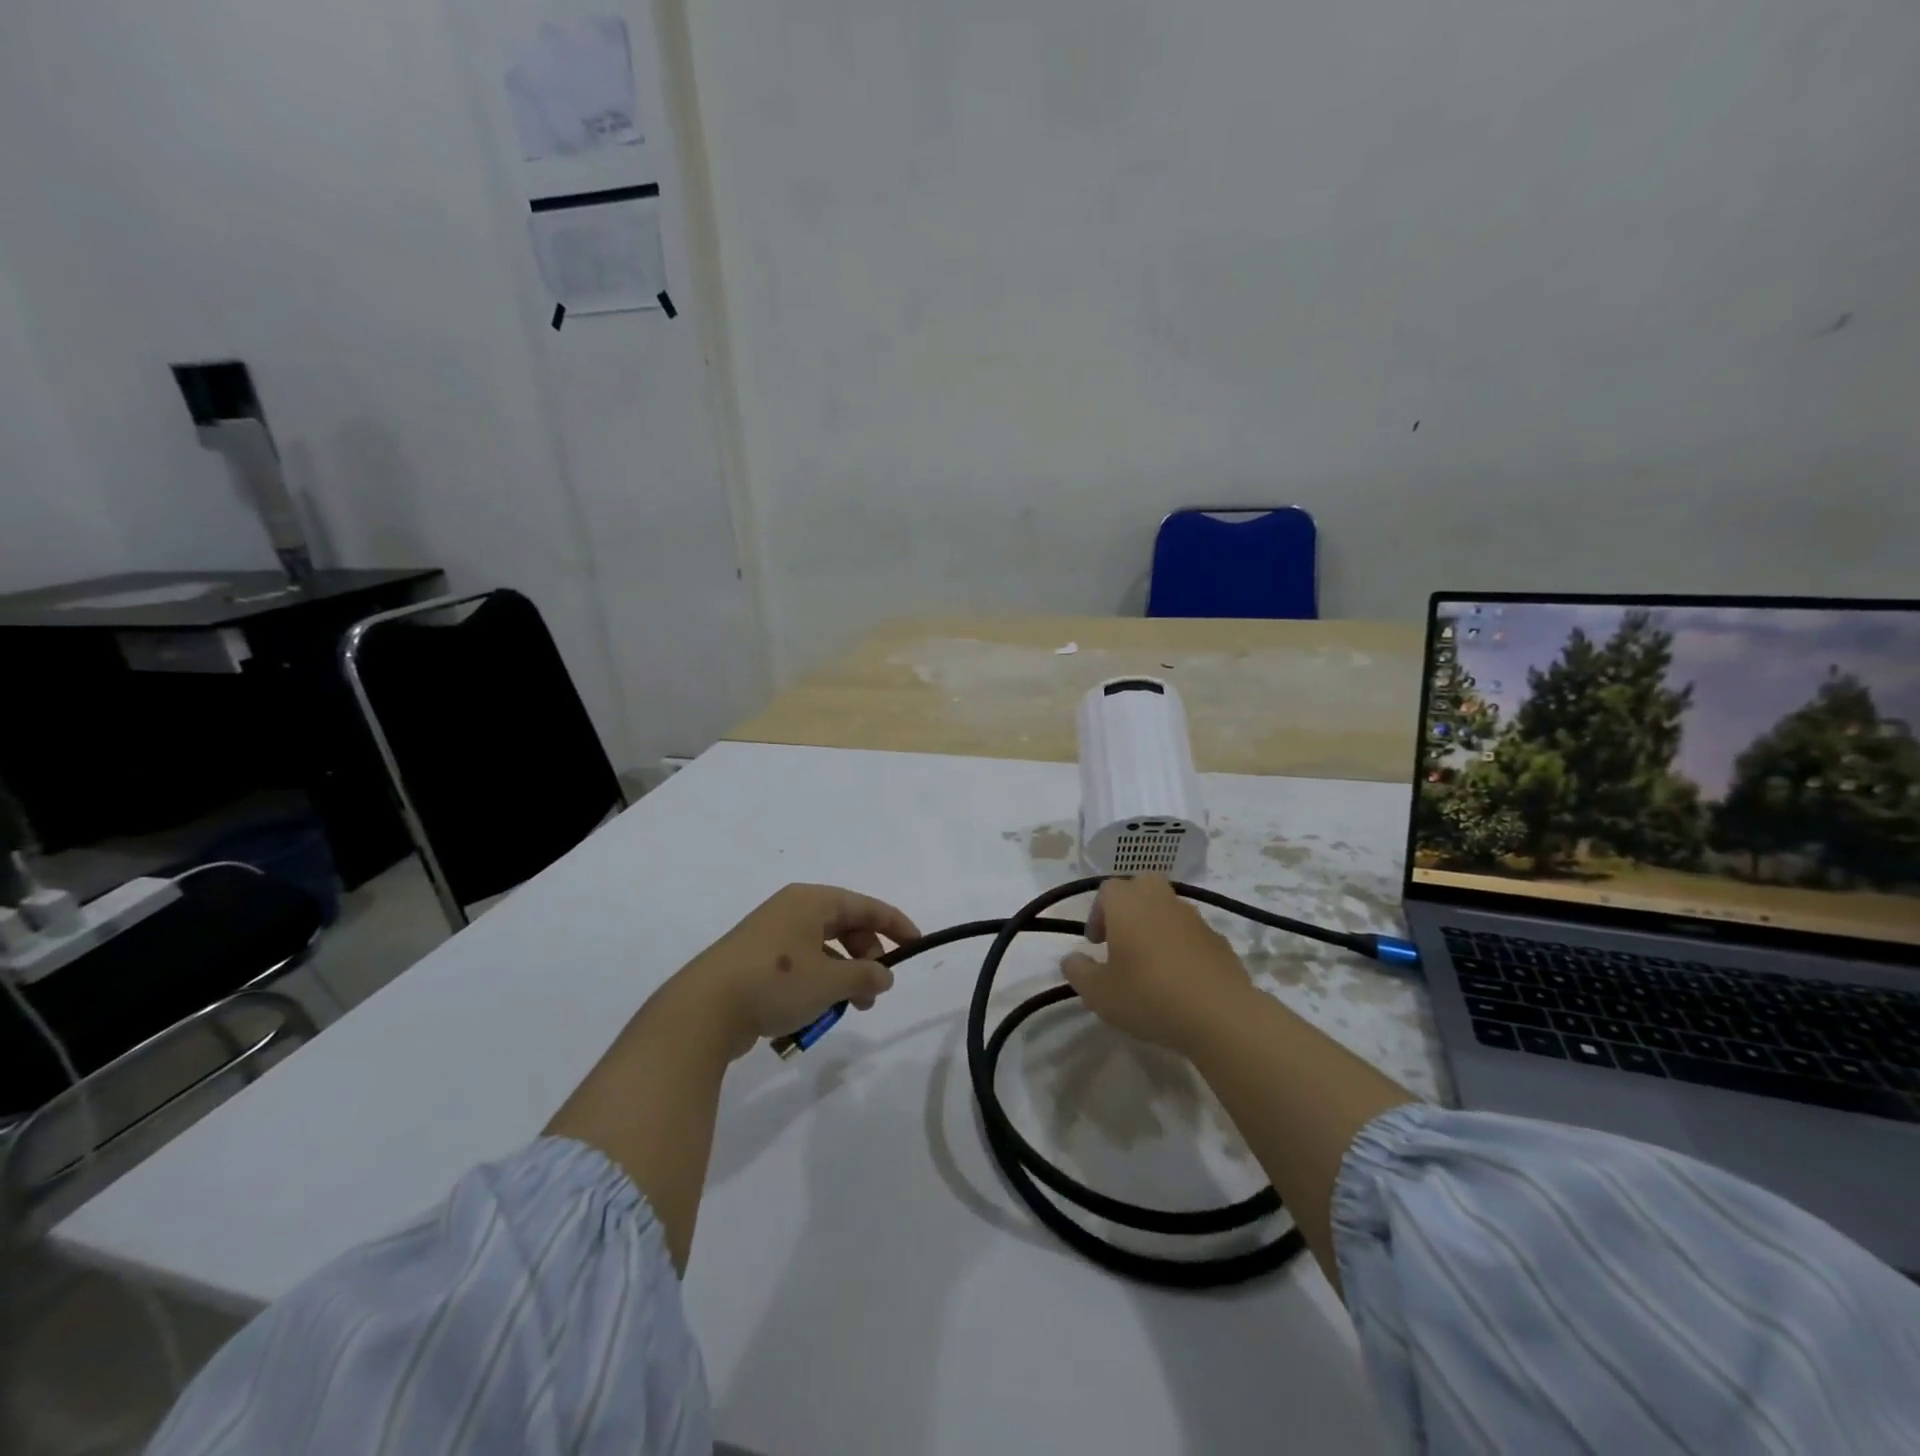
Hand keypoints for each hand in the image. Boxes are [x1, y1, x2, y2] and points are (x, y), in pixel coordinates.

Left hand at [670, 884, 920, 1059]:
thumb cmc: (775, 983)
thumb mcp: (830, 981)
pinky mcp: (754, 963)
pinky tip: (815, 1014)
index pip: (865, 906)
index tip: (917, 944)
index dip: (895, 924)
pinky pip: (799, 968)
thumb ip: (865, 976)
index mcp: (811, 901)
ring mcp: (769, 937)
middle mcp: (791, 911)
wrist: (702, 1010)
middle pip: (844, 927)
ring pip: (822, 951)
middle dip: (866, 957)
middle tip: (876, 989)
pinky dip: (816, 985)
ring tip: (850, 1008)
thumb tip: (884, 975)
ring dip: (842, 977)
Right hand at [1061, 875, 1257, 1056]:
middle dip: (1129, 906)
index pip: (1107, 890)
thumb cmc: (1148, 996)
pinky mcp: (1219, 940)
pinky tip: (1179, 978)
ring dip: (1155, 925)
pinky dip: (1181, 945)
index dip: (1097, 913)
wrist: (1220, 1015)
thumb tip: (1072, 958)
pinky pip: (1191, 933)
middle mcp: (1160, 900)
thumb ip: (1078, 972)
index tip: (1096, 944)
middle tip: (1122, 940)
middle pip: (1141, 886)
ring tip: (1150, 964)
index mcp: (1127, 904)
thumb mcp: (1098, 993)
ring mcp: (1194, 918)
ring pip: (1168, 908)